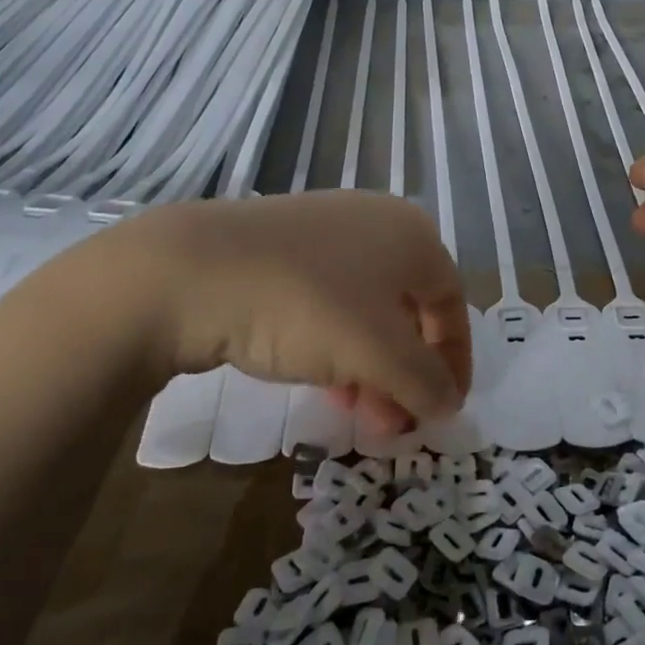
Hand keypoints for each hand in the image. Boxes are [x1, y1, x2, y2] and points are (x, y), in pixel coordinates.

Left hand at [103, 192, 471, 435]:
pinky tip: (318, 375)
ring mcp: (326, 229)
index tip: (443, 412)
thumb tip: (447, 404)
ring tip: (353, 408)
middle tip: (392, 422)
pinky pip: (328, 300)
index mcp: (413, 235)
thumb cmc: (306, 306)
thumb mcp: (379, 354)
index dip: (455, 363)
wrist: (189, 272)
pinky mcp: (282, 245)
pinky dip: (335, 343)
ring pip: (367, 309)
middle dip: (406, 373)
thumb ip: (425, 383)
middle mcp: (377, 222)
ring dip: (371, 365)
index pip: (453, 305)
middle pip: (409, 310)